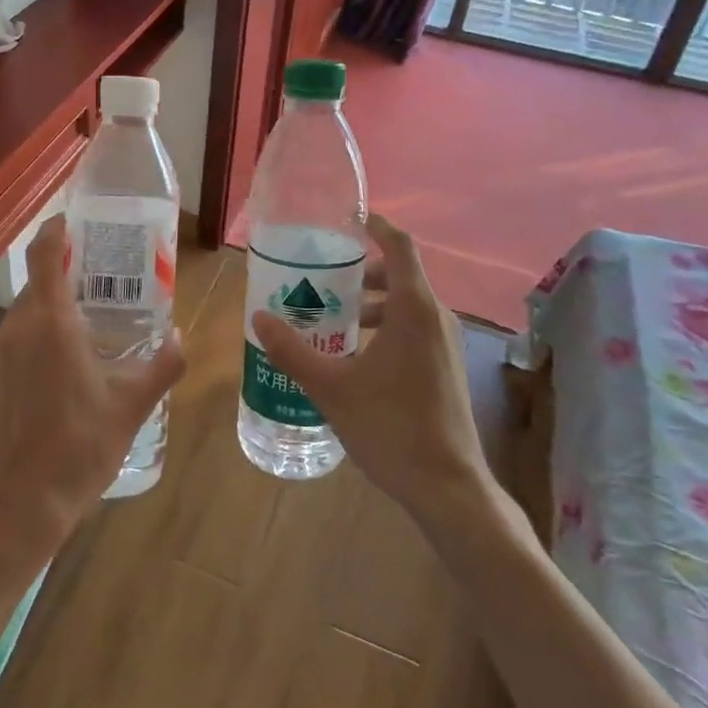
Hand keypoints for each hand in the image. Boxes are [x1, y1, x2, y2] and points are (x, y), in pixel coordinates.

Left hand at [0, 216, 185, 567]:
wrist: (24, 504)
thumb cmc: (82, 445)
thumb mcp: (134, 404)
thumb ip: (163, 364)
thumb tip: (181, 337)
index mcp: (50, 322)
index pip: (43, 253)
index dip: (56, 229)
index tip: (77, 221)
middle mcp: (17, 328)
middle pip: (36, 281)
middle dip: (64, 272)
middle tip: (101, 277)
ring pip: (25, 312)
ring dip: (51, 307)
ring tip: (86, 320)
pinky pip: (14, 340)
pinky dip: (36, 336)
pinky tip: (61, 364)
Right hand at [252, 215, 509, 532]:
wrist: (448, 488)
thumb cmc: (390, 427)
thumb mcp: (331, 387)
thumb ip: (292, 350)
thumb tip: (259, 319)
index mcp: (414, 309)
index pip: (400, 246)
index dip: (377, 226)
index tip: (348, 219)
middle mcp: (436, 318)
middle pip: (400, 275)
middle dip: (361, 271)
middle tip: (323, 278)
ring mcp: (447, 344)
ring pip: (407, 304)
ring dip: (371, 302)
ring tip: (332, 317)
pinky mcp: (447, 367)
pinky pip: (415, 328)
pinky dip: (386, 325)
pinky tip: (355, 355)